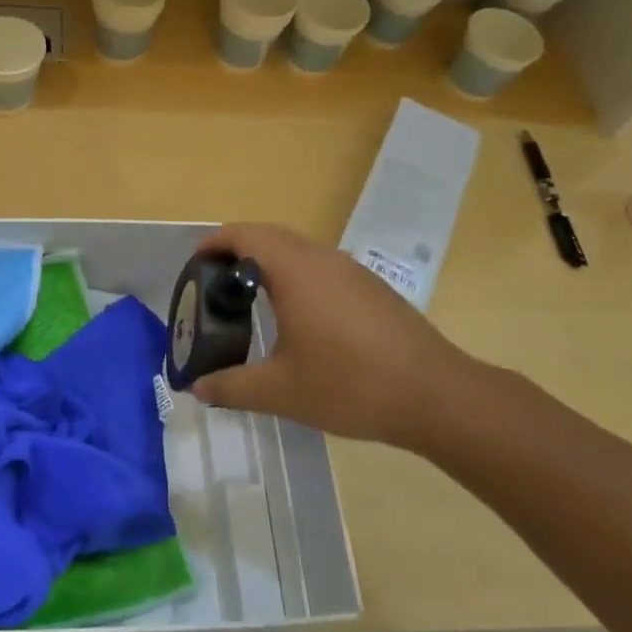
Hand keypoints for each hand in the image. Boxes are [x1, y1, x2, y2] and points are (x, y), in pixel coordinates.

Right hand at [189, 223, 483, 451]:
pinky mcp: (371, 287)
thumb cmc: (351, 385)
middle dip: (237, 250)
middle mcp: (322, 258)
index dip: (214, 242)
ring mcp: (352, 270)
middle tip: (215, 284)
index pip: (244, 234)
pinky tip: (298, 316)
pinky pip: (321, 265)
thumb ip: (232, 387)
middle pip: (269, 235)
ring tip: (250, 298)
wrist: (437, 396)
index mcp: (295, 271)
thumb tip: (198, 388)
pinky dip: (296, 274)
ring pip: (298, 248)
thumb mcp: (281, 391)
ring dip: (269, 261)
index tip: (195, 265)